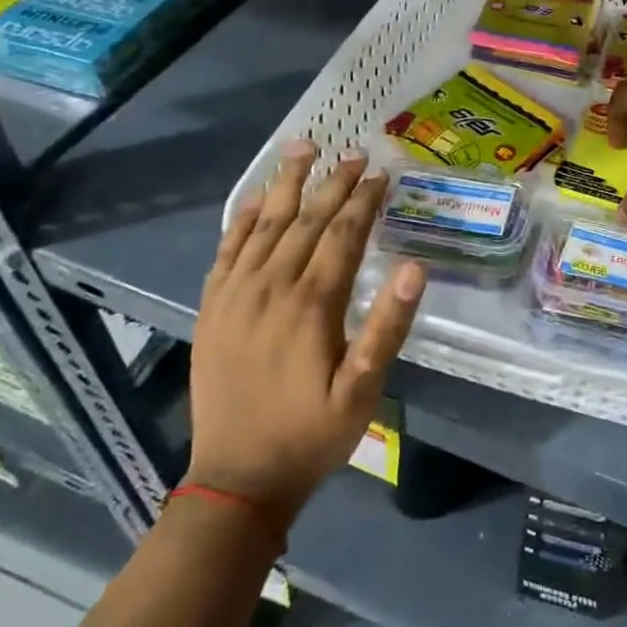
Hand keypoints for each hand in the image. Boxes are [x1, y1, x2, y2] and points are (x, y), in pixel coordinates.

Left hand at [185, 143, 423, 528]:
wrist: (236, 480)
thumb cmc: (311, 434)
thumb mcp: (363, 391)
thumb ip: (387, 326)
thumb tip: (414, 267)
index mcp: (311, 304)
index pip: (342, 234)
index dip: (364, 200)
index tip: (381, 173)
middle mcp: (271, 287)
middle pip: (306, 219)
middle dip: (333, 182)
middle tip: (355, 153)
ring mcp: (235, 295)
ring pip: (264, 224)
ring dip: (286, 183)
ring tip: (303, 147)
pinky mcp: (212, 308)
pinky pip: (226, 250)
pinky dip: (241, 218)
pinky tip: (254, 198)